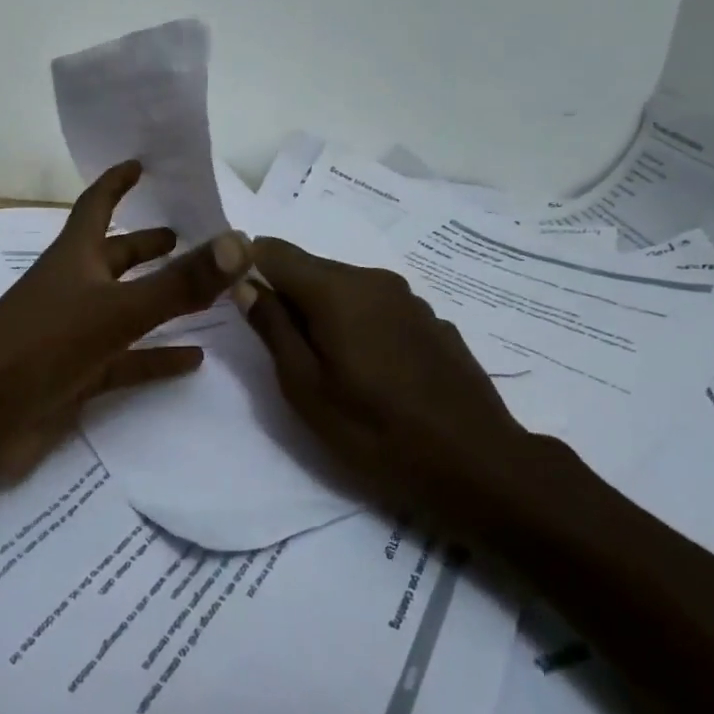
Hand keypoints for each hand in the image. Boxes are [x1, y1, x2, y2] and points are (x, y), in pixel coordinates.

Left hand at [0, 162, 251, 483]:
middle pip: (115, 257)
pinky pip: (127, 361)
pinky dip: (157, 358)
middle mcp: (72, 289)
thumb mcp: (116, 311)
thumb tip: (241, 242)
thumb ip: (180, 282)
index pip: (97, 206)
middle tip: (188, 236)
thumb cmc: (39, 347)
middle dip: (147, 245)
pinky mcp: (76, 376)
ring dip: (159, 299)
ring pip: (125, 308)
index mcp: (73, 259)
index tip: (141, 163)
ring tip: (205, 293)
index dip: (117, 183)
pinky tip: (194, 359)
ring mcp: (73, 334)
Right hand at [234, 238, 570, 520]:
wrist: (477, 464)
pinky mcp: (432, 321)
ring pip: (346, 290)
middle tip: (280, 350)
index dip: (247, 265)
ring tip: (327, 367)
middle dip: (287, 297)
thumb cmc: (375, 431)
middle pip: (311, 270)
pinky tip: (372, 371)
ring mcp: (409, 299)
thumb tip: (246, 284)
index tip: (237, 299)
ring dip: (324, 314)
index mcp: (337, 290)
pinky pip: (378, 308)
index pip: (274, 250)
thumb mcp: (306, 388)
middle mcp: (374, 280)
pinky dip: (359, 325)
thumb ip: (273, 328)